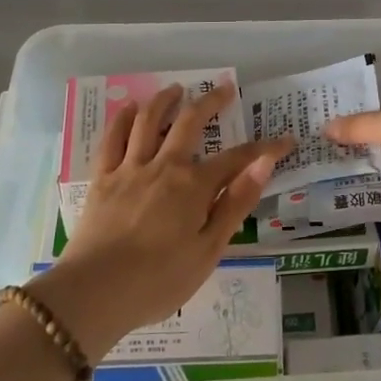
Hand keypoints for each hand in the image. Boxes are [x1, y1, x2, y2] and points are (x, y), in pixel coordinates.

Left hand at [30, 82, 292, 360]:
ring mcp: (130, 169)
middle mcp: (164, 166)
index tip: (285, 140)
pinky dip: (122, 118)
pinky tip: (129, 109)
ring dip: (165, 100)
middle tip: (225, 88)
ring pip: (148, 121)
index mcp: (194, 186)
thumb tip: (263, 163)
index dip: (264, 148)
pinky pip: (112, 139)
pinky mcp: (102, 178)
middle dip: (211, 101)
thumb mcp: (209, 250)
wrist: (94, 293)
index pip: (237, 159)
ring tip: (176, 88)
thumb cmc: (159, 281)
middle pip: (190, 123)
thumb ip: (235, 203)